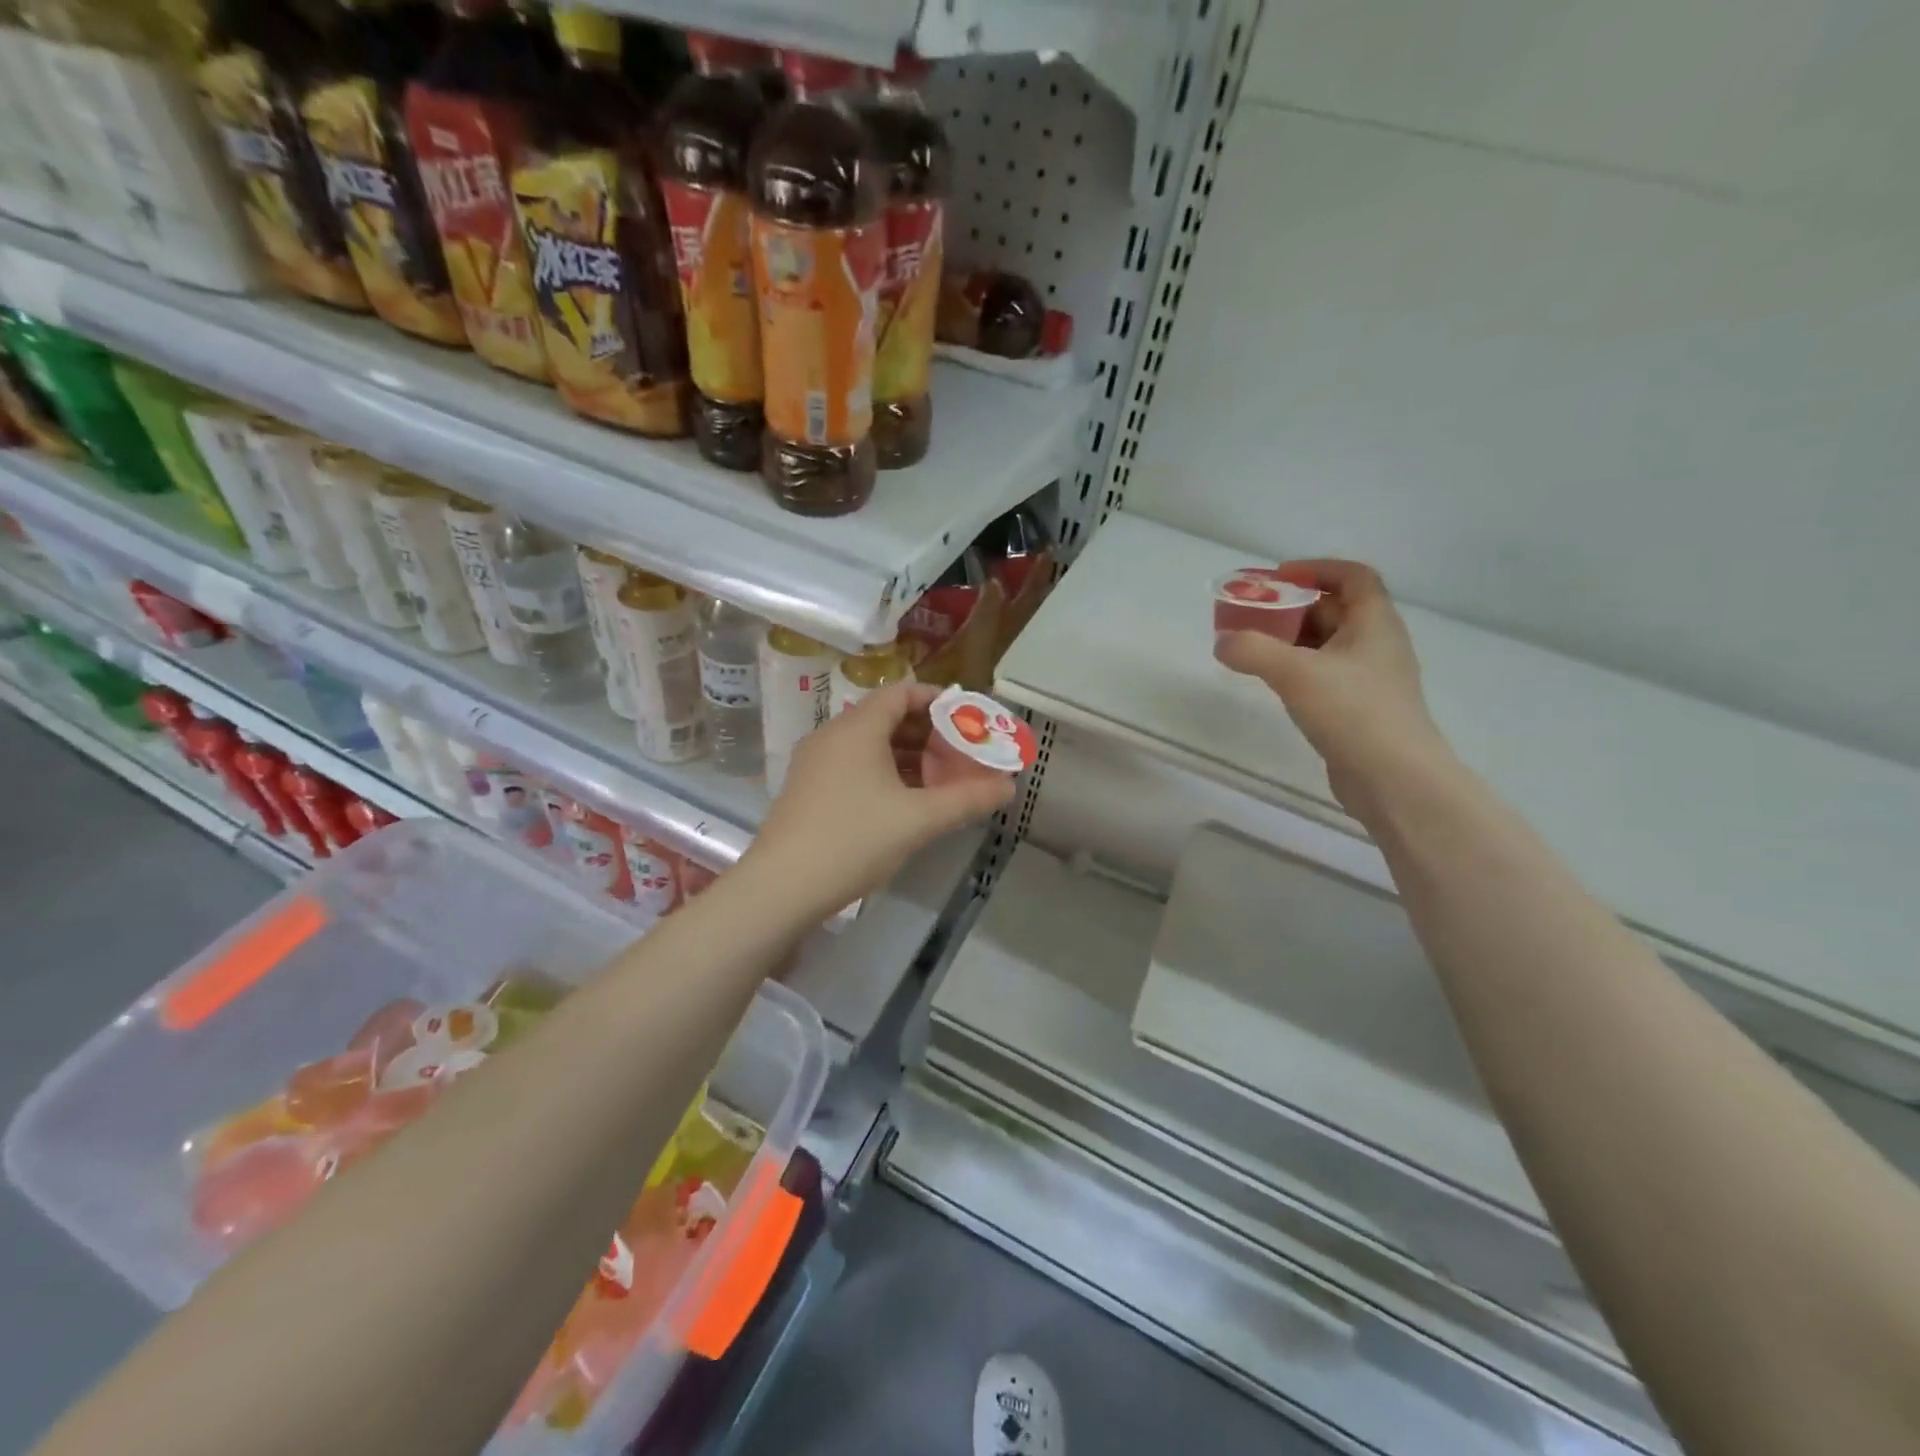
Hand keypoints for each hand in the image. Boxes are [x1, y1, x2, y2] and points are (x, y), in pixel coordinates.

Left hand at [744, 681, 1014, 919]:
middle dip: (928, 733)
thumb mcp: (919, 820)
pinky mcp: (807, 789)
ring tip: (941, 779)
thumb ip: (967, 800)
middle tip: (962, 753)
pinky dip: (884, 772)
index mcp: (857, 728)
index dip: (938, 700)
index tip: (968, 720)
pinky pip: (853, 766)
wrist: (782, 886)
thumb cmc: (854, 840)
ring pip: (870, 745)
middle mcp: (832, 735)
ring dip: (907, 756)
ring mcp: (815, 763)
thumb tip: (1009, 787)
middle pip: (886, 717)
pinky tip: (905, 801)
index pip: (901, 692)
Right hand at [1214, 560, 1449, 812]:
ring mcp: (1371, 680)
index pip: (1353, 577)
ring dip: (1292, 640)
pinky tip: (1274, 684)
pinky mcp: (1359, 710)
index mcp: (1374, 624)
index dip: (1317, 569)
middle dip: (1293, 607)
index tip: (1279, 577)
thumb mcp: (1295, 673)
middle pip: (1336, 610)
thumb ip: (1252, 650)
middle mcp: (1377, 645)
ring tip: (1254, 647)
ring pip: (1328, 646)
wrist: (1394, 779)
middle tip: (1253, 614)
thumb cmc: (1353, 712)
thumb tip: (1223, 642)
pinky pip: (1326, 675)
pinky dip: (1298, 670)